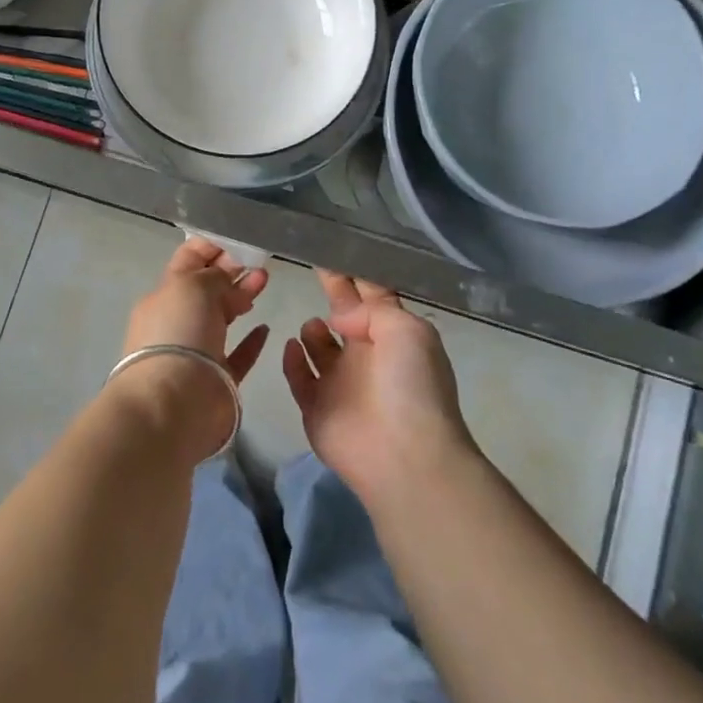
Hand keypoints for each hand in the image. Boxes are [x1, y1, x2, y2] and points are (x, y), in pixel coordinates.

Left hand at [123, 237, 270, 378]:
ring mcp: (197, 351)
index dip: (211, 247)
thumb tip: (227, 275)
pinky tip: (265, 328)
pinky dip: (251, 341)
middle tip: (260, 260)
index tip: (239, 238)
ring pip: (222, 317)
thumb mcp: (193, 286)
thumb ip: (213, 274)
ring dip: (242, 297)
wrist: (175, 403)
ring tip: (265, 281)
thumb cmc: (178, 333)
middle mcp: (178, 321)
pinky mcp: (218, 379)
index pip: (187, 261)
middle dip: (231, 270)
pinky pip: (237, 354)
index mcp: (164, 296)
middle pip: (207, 288)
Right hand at [282, 270, 476, 502]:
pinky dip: (293, 361)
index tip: (334, 247)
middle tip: (311, 264)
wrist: (402, 454)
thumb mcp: (407, 330)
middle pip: (344, 315)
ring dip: (314, 331)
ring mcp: (340, 383)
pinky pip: (299, 377)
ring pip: (320, 348)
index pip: (372, 296)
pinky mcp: (316, 407)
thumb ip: (373, 309)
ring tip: (314, 327)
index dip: (355, 274)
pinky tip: (291, 346)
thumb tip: (340, 316)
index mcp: (393, 336)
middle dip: (333, 292)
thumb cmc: (410, 386)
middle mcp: (366, 355)